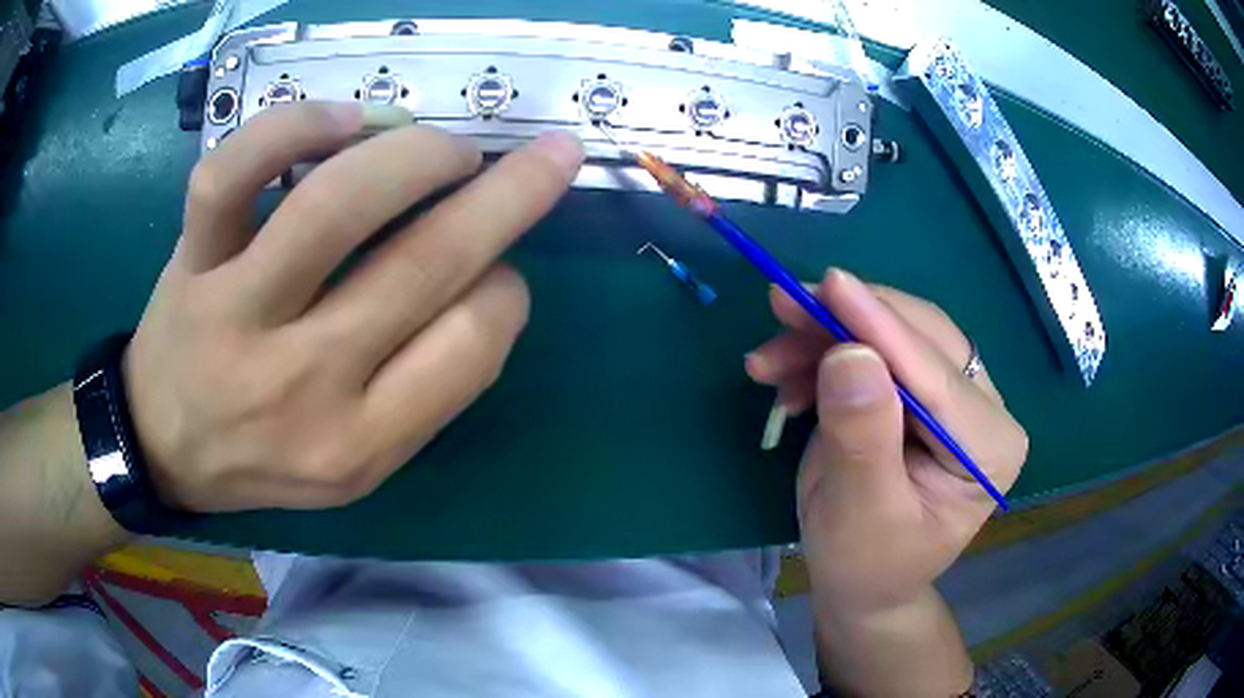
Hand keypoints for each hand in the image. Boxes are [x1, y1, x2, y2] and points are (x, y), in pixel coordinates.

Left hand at [124, 102, 582, 511]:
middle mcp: (299, 382)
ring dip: (417, 156)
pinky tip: (344, 120)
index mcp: (356, 444)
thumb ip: (423, 389)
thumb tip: (486, 278)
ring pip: (333, 204)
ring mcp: (234, 312)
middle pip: (423, 264)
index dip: (508, 290)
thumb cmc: (264, 459)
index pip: (471, 346)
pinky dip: (294, 127)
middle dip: (509, 195)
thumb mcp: (357, 464)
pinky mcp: (190, 260)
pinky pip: (233, 174)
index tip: (501, 270)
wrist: (165, 445)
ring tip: (447, 147)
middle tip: (549, 157)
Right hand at [746, 269, 1027, 614]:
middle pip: (919, 338)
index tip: (827, 283)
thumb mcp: (859, 513)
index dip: (881, 328)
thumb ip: (862, 438)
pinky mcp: (920, 394)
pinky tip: (787, 381)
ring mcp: (953, 399)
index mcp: (990, 447)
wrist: (862, 584)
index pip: (937, 376)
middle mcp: (983, 410)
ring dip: (826, 338)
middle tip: (782, 308)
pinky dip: (825, 355)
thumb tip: (852, 354)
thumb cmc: (866, 564)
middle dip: (847, 323)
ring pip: (893, 336)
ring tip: (767, 362)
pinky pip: (874, 352)